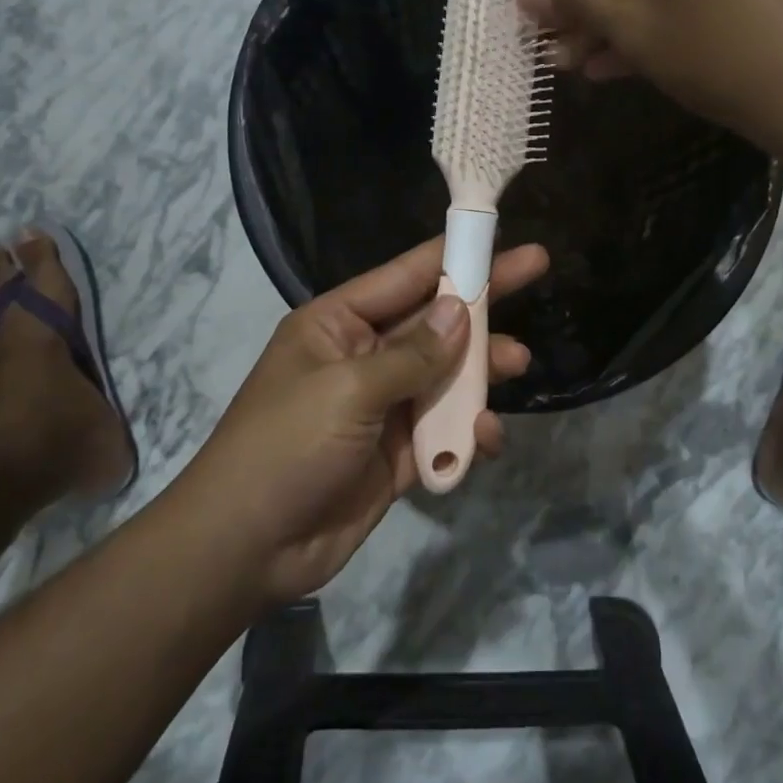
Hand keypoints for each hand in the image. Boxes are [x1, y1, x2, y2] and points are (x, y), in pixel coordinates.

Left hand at [176, 237, 547, 609]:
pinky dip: (467, 432)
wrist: (246, 548)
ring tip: (520, 364)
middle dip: (481, 304)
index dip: (453, 254)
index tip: (497, 234)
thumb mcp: (348, 390)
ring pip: (445, 376)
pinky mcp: (397, 454)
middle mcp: (363, 357)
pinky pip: (443, 431)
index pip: (405, 277)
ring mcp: (382, 407)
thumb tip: (459, 310)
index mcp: (337, 325)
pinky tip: (484, 439)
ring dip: (481, 372)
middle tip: (537, 271)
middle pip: (434, 321)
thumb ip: (412, 354)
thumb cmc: (286, 447)